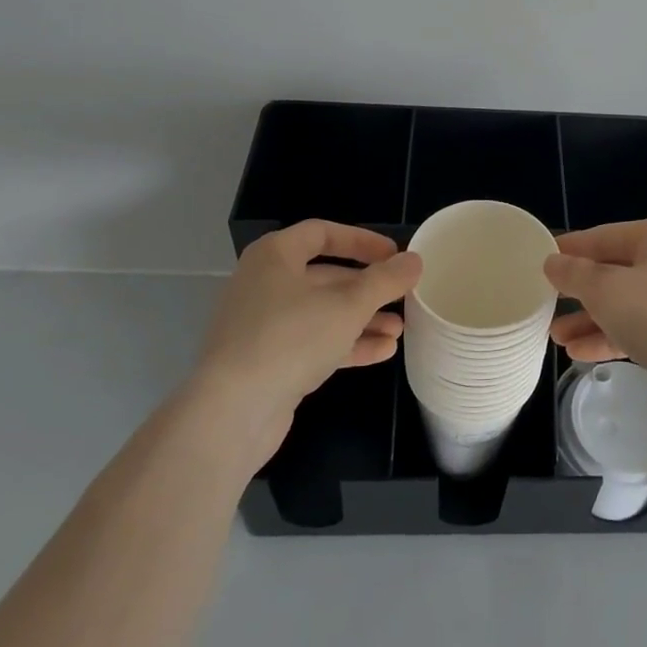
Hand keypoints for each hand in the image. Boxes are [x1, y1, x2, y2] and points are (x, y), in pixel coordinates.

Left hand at [194, 220, 420, 470]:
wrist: (231, 413)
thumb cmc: (290, 339)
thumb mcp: (349, 305)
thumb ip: (385, 280)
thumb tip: (415, 260)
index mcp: (275, 256)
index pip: (323, 233)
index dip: (362, 241)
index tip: (394, 254)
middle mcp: (264, 284)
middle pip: (325, 276)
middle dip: (368, 288)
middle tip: (402, 296)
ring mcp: (262, 325)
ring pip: (321, 313)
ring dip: (361, 319)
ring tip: (399, 330)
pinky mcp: (265, 362)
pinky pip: (312, 343)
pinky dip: (345, 344)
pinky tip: (382, 352)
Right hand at [544, 218, 646, 408]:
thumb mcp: (606, 289)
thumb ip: (574, 273)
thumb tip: (552, 262)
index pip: (605, 236)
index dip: (571, 248)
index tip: (540, 260)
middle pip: (615, 270)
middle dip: (579, 290)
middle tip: (545, 300)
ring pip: (624, 304)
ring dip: (589, 318)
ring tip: (554, 336)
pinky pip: (637, 330)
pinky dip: (608, 338)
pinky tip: (577, 353)